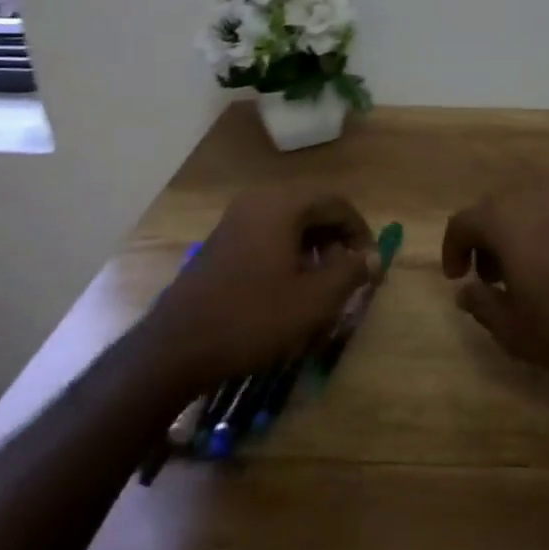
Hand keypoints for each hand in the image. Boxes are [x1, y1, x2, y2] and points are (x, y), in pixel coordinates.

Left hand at [144, 186, 379, 392]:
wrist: (176, 348)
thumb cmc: (251, 319)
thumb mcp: (313, 300)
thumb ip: (350, 272)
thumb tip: (372, 257)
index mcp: (282, 204)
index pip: (336, 203)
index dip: (360, 232)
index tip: (370, 266)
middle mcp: (258, 200)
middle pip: (313, 209)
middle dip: (337, 240)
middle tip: (350, 275)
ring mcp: (236, 219)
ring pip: (291, 223)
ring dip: (315, 248)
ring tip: (324, 285)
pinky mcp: (222, 241)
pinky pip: (269, 234)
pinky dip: (289, 253)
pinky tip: (290, 288)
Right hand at [442, 189, 548, 383]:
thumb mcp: (513, 329)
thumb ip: (482, 305)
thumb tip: (465, 291)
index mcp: (507, 221)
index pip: (464, 221)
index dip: (453, 247)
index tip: (456, 278)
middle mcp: (535, 202)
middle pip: (495, 208)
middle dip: (484, 239)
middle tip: (486, 277)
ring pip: (527, 210)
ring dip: (514, 235)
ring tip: (519, 276)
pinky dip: (542, 235)